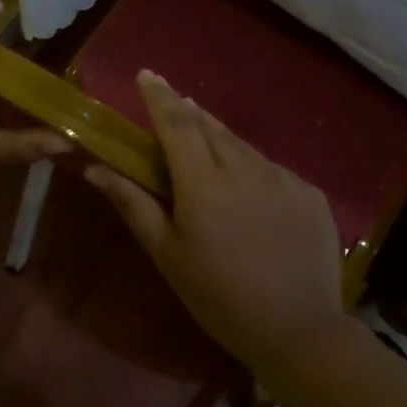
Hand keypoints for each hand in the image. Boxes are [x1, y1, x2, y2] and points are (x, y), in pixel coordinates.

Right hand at [86, 71, 345, 372]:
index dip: (159, 96)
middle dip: (187, 112)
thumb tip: (96, 168)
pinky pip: (271, 169)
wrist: (299, 332)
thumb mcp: (167, 254)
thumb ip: (133, 204)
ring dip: (219, 138)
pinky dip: (251, 168)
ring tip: (205, 144)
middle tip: (172, 108)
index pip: (177, 123)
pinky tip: (249, 191)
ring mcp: (283, 178)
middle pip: (209, 127)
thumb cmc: (219, 297)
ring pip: (242, 146)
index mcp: (203, 184)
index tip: (147, 74)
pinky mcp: (310, 193)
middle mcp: (245, 169)